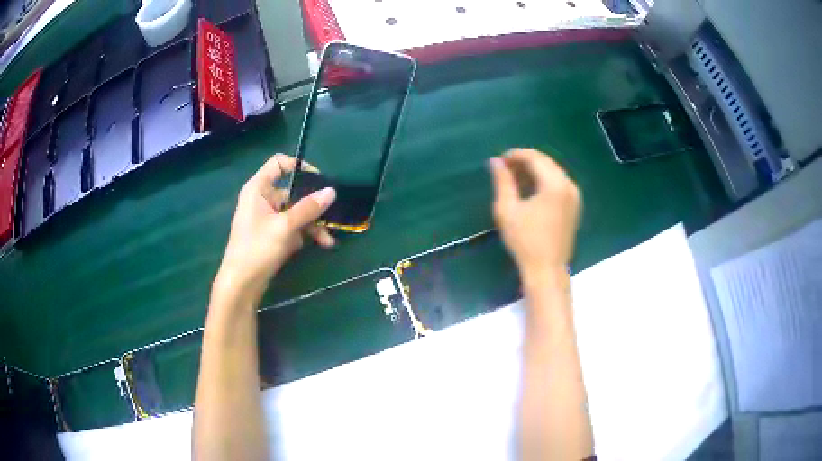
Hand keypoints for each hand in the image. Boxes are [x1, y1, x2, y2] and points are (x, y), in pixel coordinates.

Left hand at [213, 154, 336, 303]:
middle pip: (293, 191)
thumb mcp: (285, 227)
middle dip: (313, 205)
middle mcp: (262, 199)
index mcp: (258, 189)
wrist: (241, 284)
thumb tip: (332, 191)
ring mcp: (267, 218)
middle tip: (333, 214)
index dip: (299, 166)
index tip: (319, 180)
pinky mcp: (272, 234)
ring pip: (296, 212)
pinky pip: (292, 227)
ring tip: (329, 239)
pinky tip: (321, 244)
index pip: (279, 163)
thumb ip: (308, 208)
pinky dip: (305, 233)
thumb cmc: (257, 249)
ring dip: (313, 223)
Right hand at [490, 149, 580, 276]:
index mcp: (555, 184)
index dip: (516, 155)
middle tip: (505, 168)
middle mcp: (569, 185)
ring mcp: (574, 196)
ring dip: (534, 171)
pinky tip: (530, 190)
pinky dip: (544, 181)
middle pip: (546, 162)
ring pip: (553, 172)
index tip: (499, 161)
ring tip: (514, 178)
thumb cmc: (525, 241)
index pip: (535, 158)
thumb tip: (495, 161)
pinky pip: (559, 184)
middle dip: (525, 161)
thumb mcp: (508, 209)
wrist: (547, 270)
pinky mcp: (574, 206)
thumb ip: (502, 182)